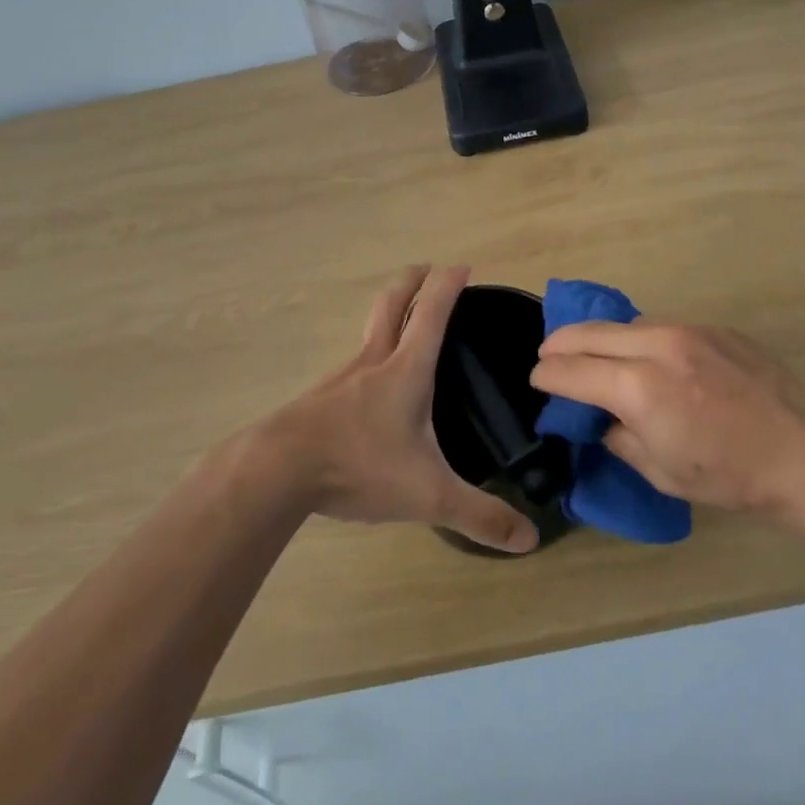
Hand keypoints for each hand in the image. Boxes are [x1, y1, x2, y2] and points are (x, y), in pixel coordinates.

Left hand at [253, 265, 537, 554]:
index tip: (462, 266)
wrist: (275, 471)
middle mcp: (372, 363)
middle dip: (411, 281)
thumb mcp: (428, 495)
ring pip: (368, 332)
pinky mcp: (319, 400)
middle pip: (391, 305)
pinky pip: (351, 365)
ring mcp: (340, 378)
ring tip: (404, 326)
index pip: (432, 314)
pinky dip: (368, 355)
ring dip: (387, 316)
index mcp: (405, 371)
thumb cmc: (358, 466)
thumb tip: (529, 539)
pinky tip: (369, 385)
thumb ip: (479, 515)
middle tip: (427, 270)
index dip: (448, 286)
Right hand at [529, 319, 804, 538]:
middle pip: (589, 333)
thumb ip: (619, 437)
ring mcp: (689, 330)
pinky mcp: (714, 328)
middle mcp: (658, 346)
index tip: (537, 380)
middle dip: (560, 344)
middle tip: (548, 357)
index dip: (546, 375)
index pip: (571, 370)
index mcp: (639, 387)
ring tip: (593, 355)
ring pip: (624, 324)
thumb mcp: (660, 472)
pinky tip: (646, 359)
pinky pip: (660, 327)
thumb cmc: (729, 476)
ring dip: (600, 338)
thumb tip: (603, 418)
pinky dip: (639, 340)